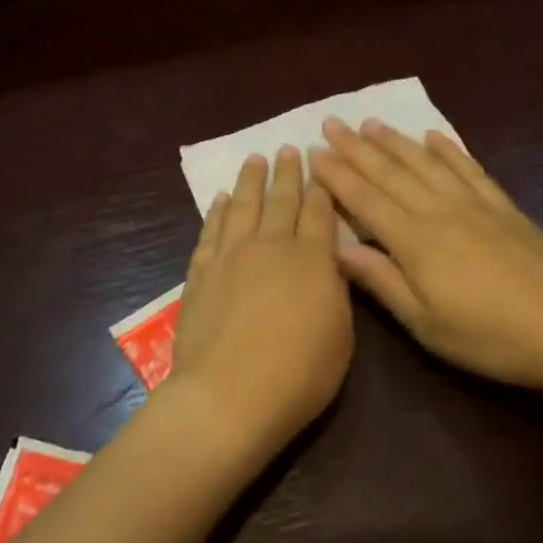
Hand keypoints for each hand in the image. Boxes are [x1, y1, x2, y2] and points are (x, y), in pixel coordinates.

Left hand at [165, 147, 354, 457]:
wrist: (230, 394)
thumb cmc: (299, 373)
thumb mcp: (341, 334)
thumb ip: (335, 290)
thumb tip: (329, 263)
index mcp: (312, 258)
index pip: (320, 211)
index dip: (322, 186)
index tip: (322, 165)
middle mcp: (272, 245)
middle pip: (281, 199)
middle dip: (287, 172)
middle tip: (288, 148)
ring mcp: (231, 255)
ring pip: (242, 205)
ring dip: (250, 180)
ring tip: (254, 159)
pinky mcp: (201, 272)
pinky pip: (211, 230)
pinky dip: (216, 211)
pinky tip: (220, 199)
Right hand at [309, 118, 542, 397]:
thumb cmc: (490, 337)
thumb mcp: (426, 324)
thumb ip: (381, 281)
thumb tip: (336, 248)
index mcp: (415, 240)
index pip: (365, 199)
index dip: (337, 175)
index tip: (314, 151)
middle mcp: (440, 211)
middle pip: (391, 172)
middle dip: (358, 147)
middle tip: (333, 123)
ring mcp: (475, 205)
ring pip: (426, 163)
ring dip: (396, 141)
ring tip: (372, 123)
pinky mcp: (504, 208)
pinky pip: (469, 168)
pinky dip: (449, 149)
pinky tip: (435, 137)